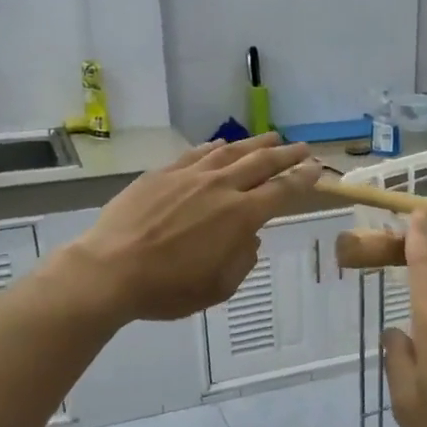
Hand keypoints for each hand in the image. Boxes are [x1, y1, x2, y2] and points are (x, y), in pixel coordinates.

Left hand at [65, 134, 320, 322]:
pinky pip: (196, 154)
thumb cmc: (167, 288)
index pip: (281, 191)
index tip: (316, 169)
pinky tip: (221, 145)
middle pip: (261, 163)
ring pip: (230, 152)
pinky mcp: (161, 174)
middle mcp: (220, 188)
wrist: (110, 270)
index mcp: (240, 217)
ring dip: (255, 144)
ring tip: (271, 137)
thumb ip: (242, 259)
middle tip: (302, 147)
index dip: (303, 179)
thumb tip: (250, 238)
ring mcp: (189, 176)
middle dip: (286, 154)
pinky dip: (214, 148)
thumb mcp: (218, 288)